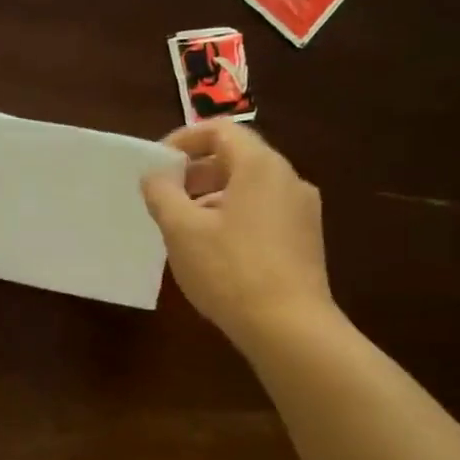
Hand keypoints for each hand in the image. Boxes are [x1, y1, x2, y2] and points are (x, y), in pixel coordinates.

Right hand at [141, 121, 337, 346]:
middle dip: (196, 172)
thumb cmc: (230, 271)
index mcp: (261, 166)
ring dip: (212, 197)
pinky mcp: (305, 241)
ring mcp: (302, 211)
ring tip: (184, 227)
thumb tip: (154, 175)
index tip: (158, 165)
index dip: (183, 140)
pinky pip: (264, 213)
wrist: (290, 328)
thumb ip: (162, 193)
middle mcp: (289, 179)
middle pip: (237, 158)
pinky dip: (234, 216)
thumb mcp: (181, 230)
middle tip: (165, 196)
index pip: (220, 131)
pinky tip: (214, 251)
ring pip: (250, 188)